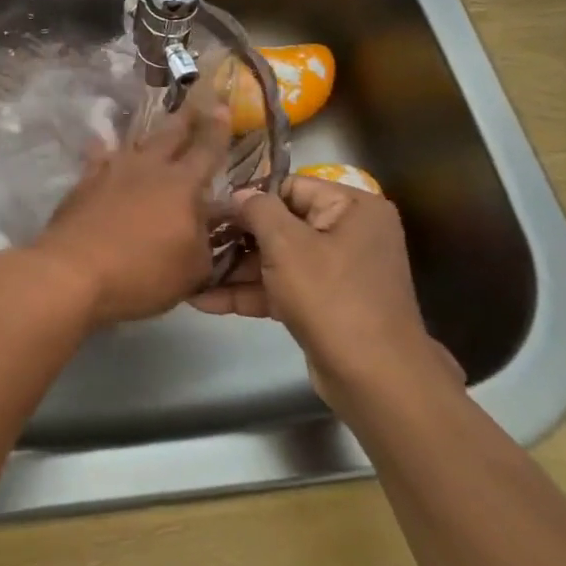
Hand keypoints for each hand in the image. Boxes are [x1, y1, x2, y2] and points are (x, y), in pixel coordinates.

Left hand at [25, 91, 231, 328]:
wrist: (73, 271)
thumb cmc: (142, 273)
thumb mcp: (192, 269)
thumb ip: (205, 240)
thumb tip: (208, 220)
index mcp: (182, 185)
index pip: (207, 150)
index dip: (217, 129)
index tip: (222, 107)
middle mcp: (148, 168)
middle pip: (170, 135)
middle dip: (185, 119)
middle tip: (194, 103)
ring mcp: (111, 171)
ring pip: (135, 143)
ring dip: (148, 135)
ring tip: (153, 127)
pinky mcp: (84, 182)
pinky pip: (99, 158)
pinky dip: (104, 151)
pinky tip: (102, 147)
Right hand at [193, 176, 459, 411]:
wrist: (375, 379)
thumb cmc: (332, 297)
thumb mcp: (287, 244)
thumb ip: (257, 210)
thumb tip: (238, 194)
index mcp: (353, 208)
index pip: (290, 187)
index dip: (249, 197)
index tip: (210, 207)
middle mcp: (349, 234)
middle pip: (281, 225)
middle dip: (236, 238)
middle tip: (194, 241)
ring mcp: (337, 272)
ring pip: (277, 260)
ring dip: (235, 269)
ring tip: (189, 272)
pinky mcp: (324, 305)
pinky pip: (282, 288)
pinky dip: (249, 293)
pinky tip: (204, 301)